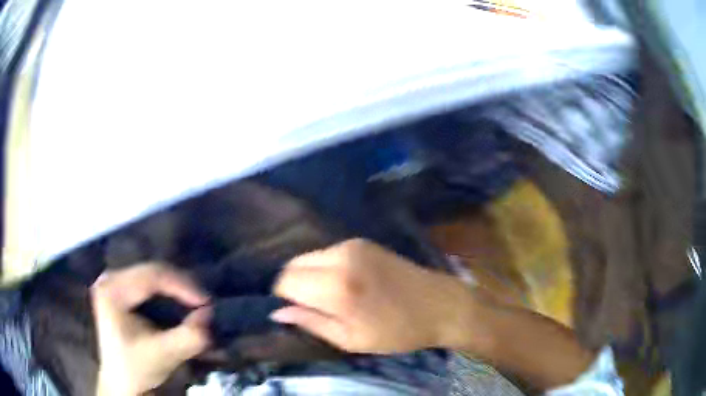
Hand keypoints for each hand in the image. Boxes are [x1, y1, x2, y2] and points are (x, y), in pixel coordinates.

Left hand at [92, 263, 210, 395]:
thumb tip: (209, 315)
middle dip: (180, 286)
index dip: (181, 285)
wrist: (122, 379)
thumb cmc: (137, 368)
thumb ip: (187, 338)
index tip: (206, 302)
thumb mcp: (163, 356)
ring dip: (175, 287)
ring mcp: (114, 280)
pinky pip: (148, 281)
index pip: (151, 276)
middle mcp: (110, 278)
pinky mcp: (120, 287)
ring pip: (152, 274)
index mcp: (112, 292)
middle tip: (203, 303)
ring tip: (193, 302)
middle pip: (152, 272)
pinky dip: (167, 291)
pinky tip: (177, 302)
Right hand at [271, 239, 470, 353]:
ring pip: (308, 256)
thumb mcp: (351, 340)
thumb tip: (277, 313)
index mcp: (336, 288)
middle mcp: (340, 258)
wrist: (440, 305)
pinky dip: (323, 267)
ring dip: (308, 276)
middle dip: (293, 285)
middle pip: (293, 264)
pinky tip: (343, 283)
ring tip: (328, 298)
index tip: (295, 311)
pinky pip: (327, 252)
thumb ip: (311, 323)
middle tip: (310, 307)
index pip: (286, 282)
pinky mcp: (362, 241)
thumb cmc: (398, 331)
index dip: (283, 297)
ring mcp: (352, 245)